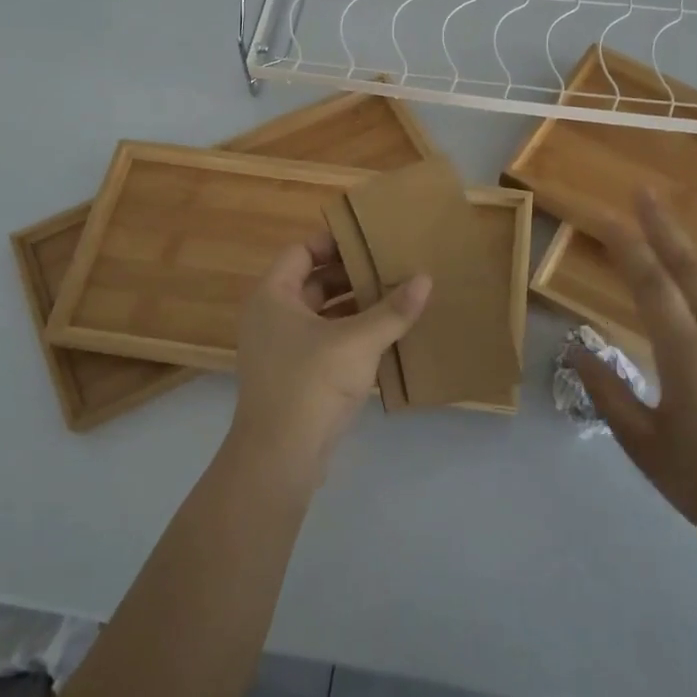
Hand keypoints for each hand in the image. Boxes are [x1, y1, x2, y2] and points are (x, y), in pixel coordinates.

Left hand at [230, 232, 429, 479]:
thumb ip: (393, 310)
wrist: (280, 455)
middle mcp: (271, 316)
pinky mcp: (294, 375)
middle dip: (351, 275)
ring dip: (354, 306)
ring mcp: (280, 348)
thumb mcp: (358, 341)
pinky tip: (385, 335)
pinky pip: (324, 341)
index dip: (333, 243)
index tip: (370, 241)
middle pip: (313, 282)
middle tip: (391, 266)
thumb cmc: (311, 382)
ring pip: (321, 314)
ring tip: (395, 297)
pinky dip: (350, 334)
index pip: (301, 251)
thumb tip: (426, 278)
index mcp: (273, 296)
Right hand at [568, 189, 696, 558]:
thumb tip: (577, 350)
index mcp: (686, 353)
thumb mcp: (643, 443)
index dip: (626, 246)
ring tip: (669, 223)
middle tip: (643, 192)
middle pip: (689, 266)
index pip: (651, 284)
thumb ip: (607, 392)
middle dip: (663, 226)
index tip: (604, 216)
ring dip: (689, 246)